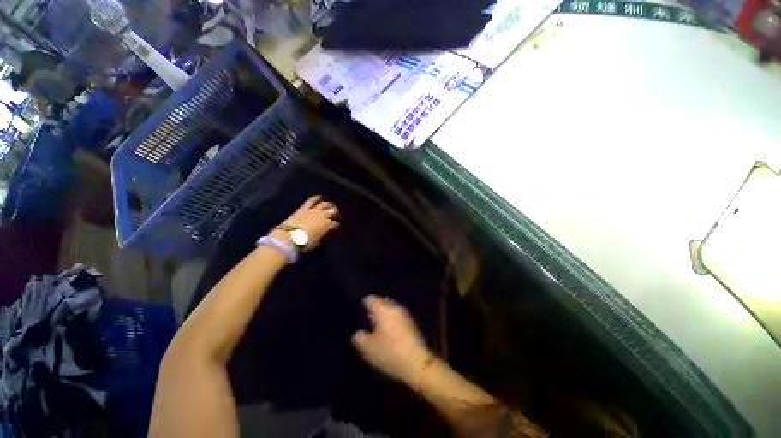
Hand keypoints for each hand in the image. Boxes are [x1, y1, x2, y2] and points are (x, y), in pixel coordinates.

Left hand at [278, 196, 338, 249]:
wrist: (289, 237)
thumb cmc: (305, 243)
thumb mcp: (318, 242)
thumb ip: (323, 236)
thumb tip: (324, 233)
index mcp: (327, 225)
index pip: (335, 224)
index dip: (336, 225)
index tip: (336, 227)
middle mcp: (323, 216)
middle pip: (332, 212)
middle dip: (335, 213)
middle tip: (336, 214)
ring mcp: (313, 211)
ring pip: (324, 205)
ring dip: (329, 205)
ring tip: (331, 205)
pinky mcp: (304, 208)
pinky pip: (311, 201)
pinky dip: (316, 198)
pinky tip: (319, 197)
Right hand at [352, 295, 432, 383]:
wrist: (417, 362)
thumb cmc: (390, 352)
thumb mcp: (368, 349)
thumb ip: (360, 338)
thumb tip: (358, 333)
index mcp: (382, 309)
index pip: (370, 299)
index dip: (363, 304)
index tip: (359, 312)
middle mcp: (394, 307)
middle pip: (381, 302)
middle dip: (374, 309)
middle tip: (366, 318)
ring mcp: (404, 314)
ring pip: (390, 309)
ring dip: (383, 315)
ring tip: (376, 325)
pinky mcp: (411, 322)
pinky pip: (397, 316)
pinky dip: (391, 320)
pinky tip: (388, 331)